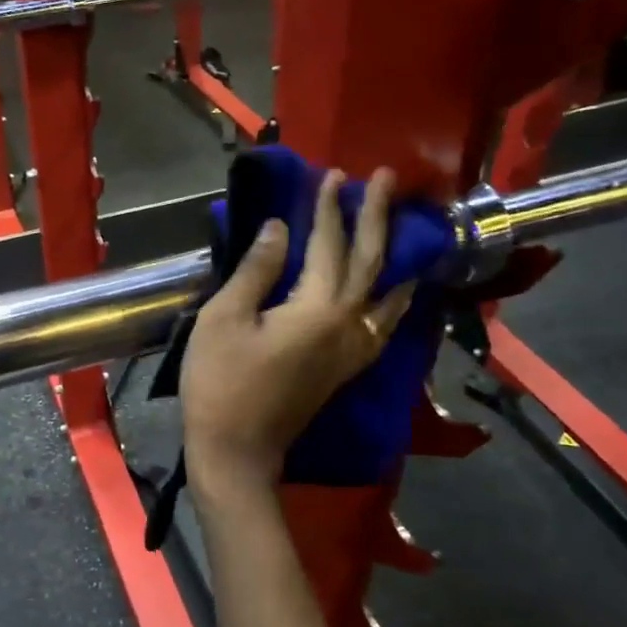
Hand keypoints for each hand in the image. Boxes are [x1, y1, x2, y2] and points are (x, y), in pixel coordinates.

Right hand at [181, 169, 416, 497]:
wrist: (237, 451)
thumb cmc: (220, 382)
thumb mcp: (225, 319)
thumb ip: (257, 270)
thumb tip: (280, 229)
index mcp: (318, 309)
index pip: (329, 246)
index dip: (329, 209)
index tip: (332, 175)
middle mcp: (348, 325)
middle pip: (371, 262)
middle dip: (377, 217)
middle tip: (386, 180)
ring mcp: (353, 350)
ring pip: (388, 293)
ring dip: (395, 254)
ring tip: (407, 228)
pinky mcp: (347, 368)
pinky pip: (384, 323)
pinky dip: (397, 300)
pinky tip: (400, 292)